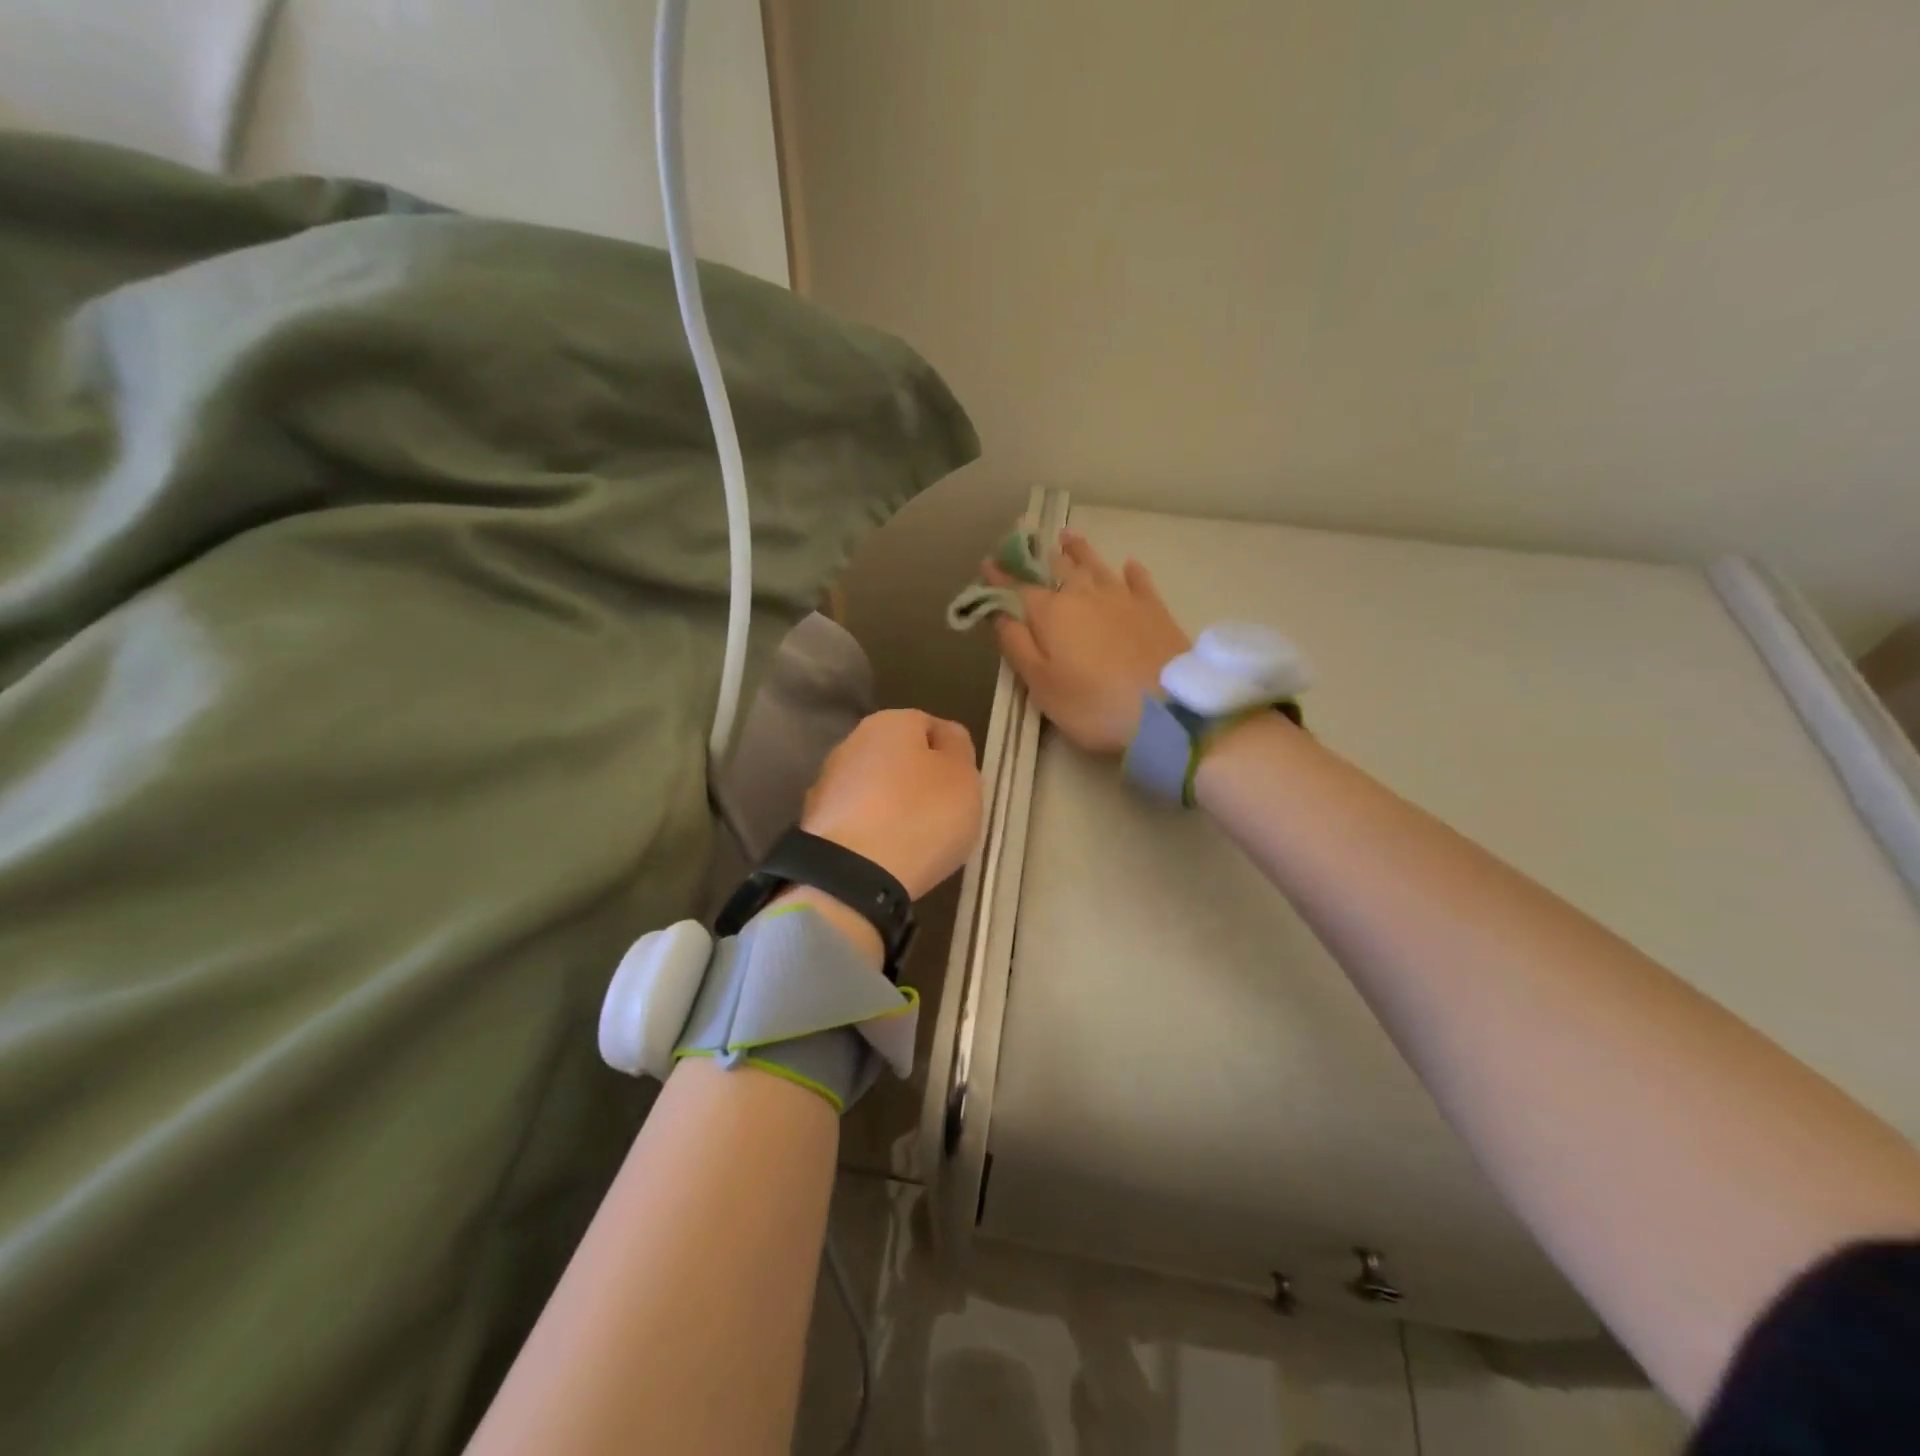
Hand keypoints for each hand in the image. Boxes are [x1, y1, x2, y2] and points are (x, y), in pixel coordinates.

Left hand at [800, 709, 981, 900]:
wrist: (852, 875)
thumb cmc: (921, 816)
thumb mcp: (964, 778)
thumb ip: (959, 749)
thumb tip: (945, 738)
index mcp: (890, 722)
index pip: (930, 726)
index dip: (951, 756)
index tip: (962, 788)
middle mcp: (852, 742)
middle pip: (898, 757)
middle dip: (918, 780)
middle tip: (941, 814)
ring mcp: (827, 783)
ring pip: (874, 789)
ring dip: (892, 807)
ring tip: (913, 840)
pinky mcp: (814, 822)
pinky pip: (857, 820)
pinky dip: (872, 832)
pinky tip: (886, 856)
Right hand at [987, 530, 1190, 753]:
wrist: (1167, 710)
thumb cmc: (1093, 704)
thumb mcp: (1041, 684)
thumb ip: (1016, 645)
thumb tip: (999, 613)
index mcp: (1050, 613)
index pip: (1017, 588)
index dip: (1000, 576)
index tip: (987, 563)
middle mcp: (1083, 594)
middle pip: (1056, 568)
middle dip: (1036, 556)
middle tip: (1025, 542)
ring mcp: (1122, 597)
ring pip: (1094, 564)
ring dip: (1077, 550)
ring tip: (1066, 536)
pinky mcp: (1153, 608)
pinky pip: (1137, 580)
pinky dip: (1129, 570)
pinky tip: (1128, 564)